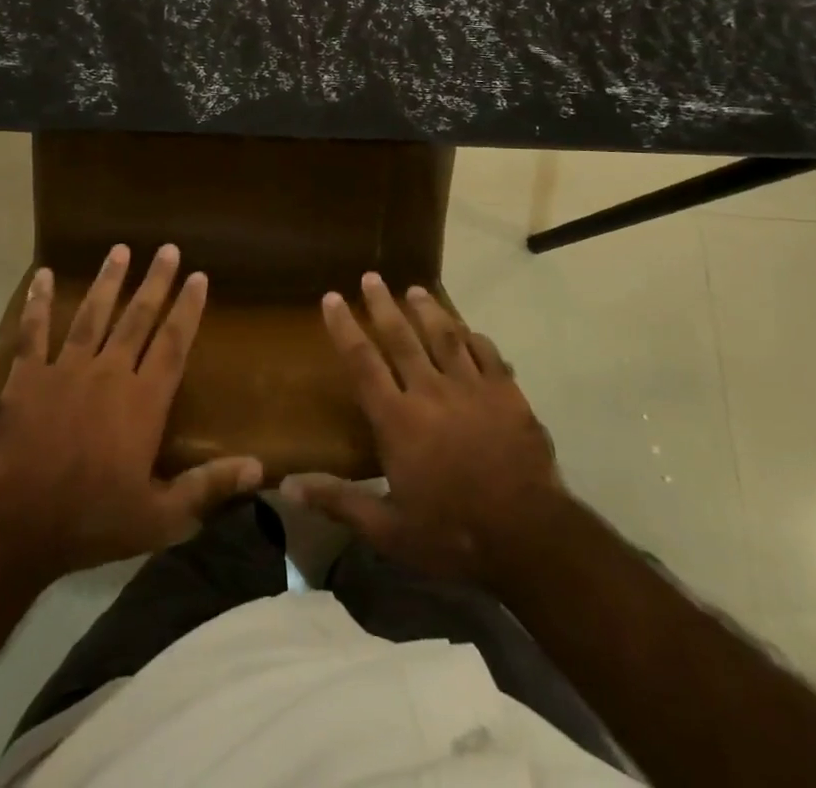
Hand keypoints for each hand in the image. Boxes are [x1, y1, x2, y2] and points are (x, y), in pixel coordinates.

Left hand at [0, 244, 262, 579]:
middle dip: (155, 281)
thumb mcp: (160, 517)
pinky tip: (43, 276)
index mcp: (143, 401)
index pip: (173, 343)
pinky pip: (34, 332)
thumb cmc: (92, 521)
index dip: (188, 309)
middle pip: (137, 318)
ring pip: (92, 315)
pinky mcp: (28, 378)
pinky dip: (38, 303)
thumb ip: (209, 487)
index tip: (198, 276)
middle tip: (167, 248)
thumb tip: (260, 467)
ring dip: (107, 281)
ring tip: (119, 249)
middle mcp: (109, 373)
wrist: (15, 526)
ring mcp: (66, 370)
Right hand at [283, 273, 565, 589]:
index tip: (332, 298)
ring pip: (445, 336)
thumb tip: (286, 486)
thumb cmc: (452, 535)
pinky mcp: (507, 395)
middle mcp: (430, 392)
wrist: (529, 537)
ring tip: (415, 290)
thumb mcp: (388, 530)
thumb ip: (340, 502)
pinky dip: (474, 338)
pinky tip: (468, 330)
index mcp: (398, 420)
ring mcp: (472, 389)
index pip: (362, 363)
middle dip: (383, 305)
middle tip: (372, 276)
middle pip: (401, 338)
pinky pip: (487, 354)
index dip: (344, 328)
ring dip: (428, 310)